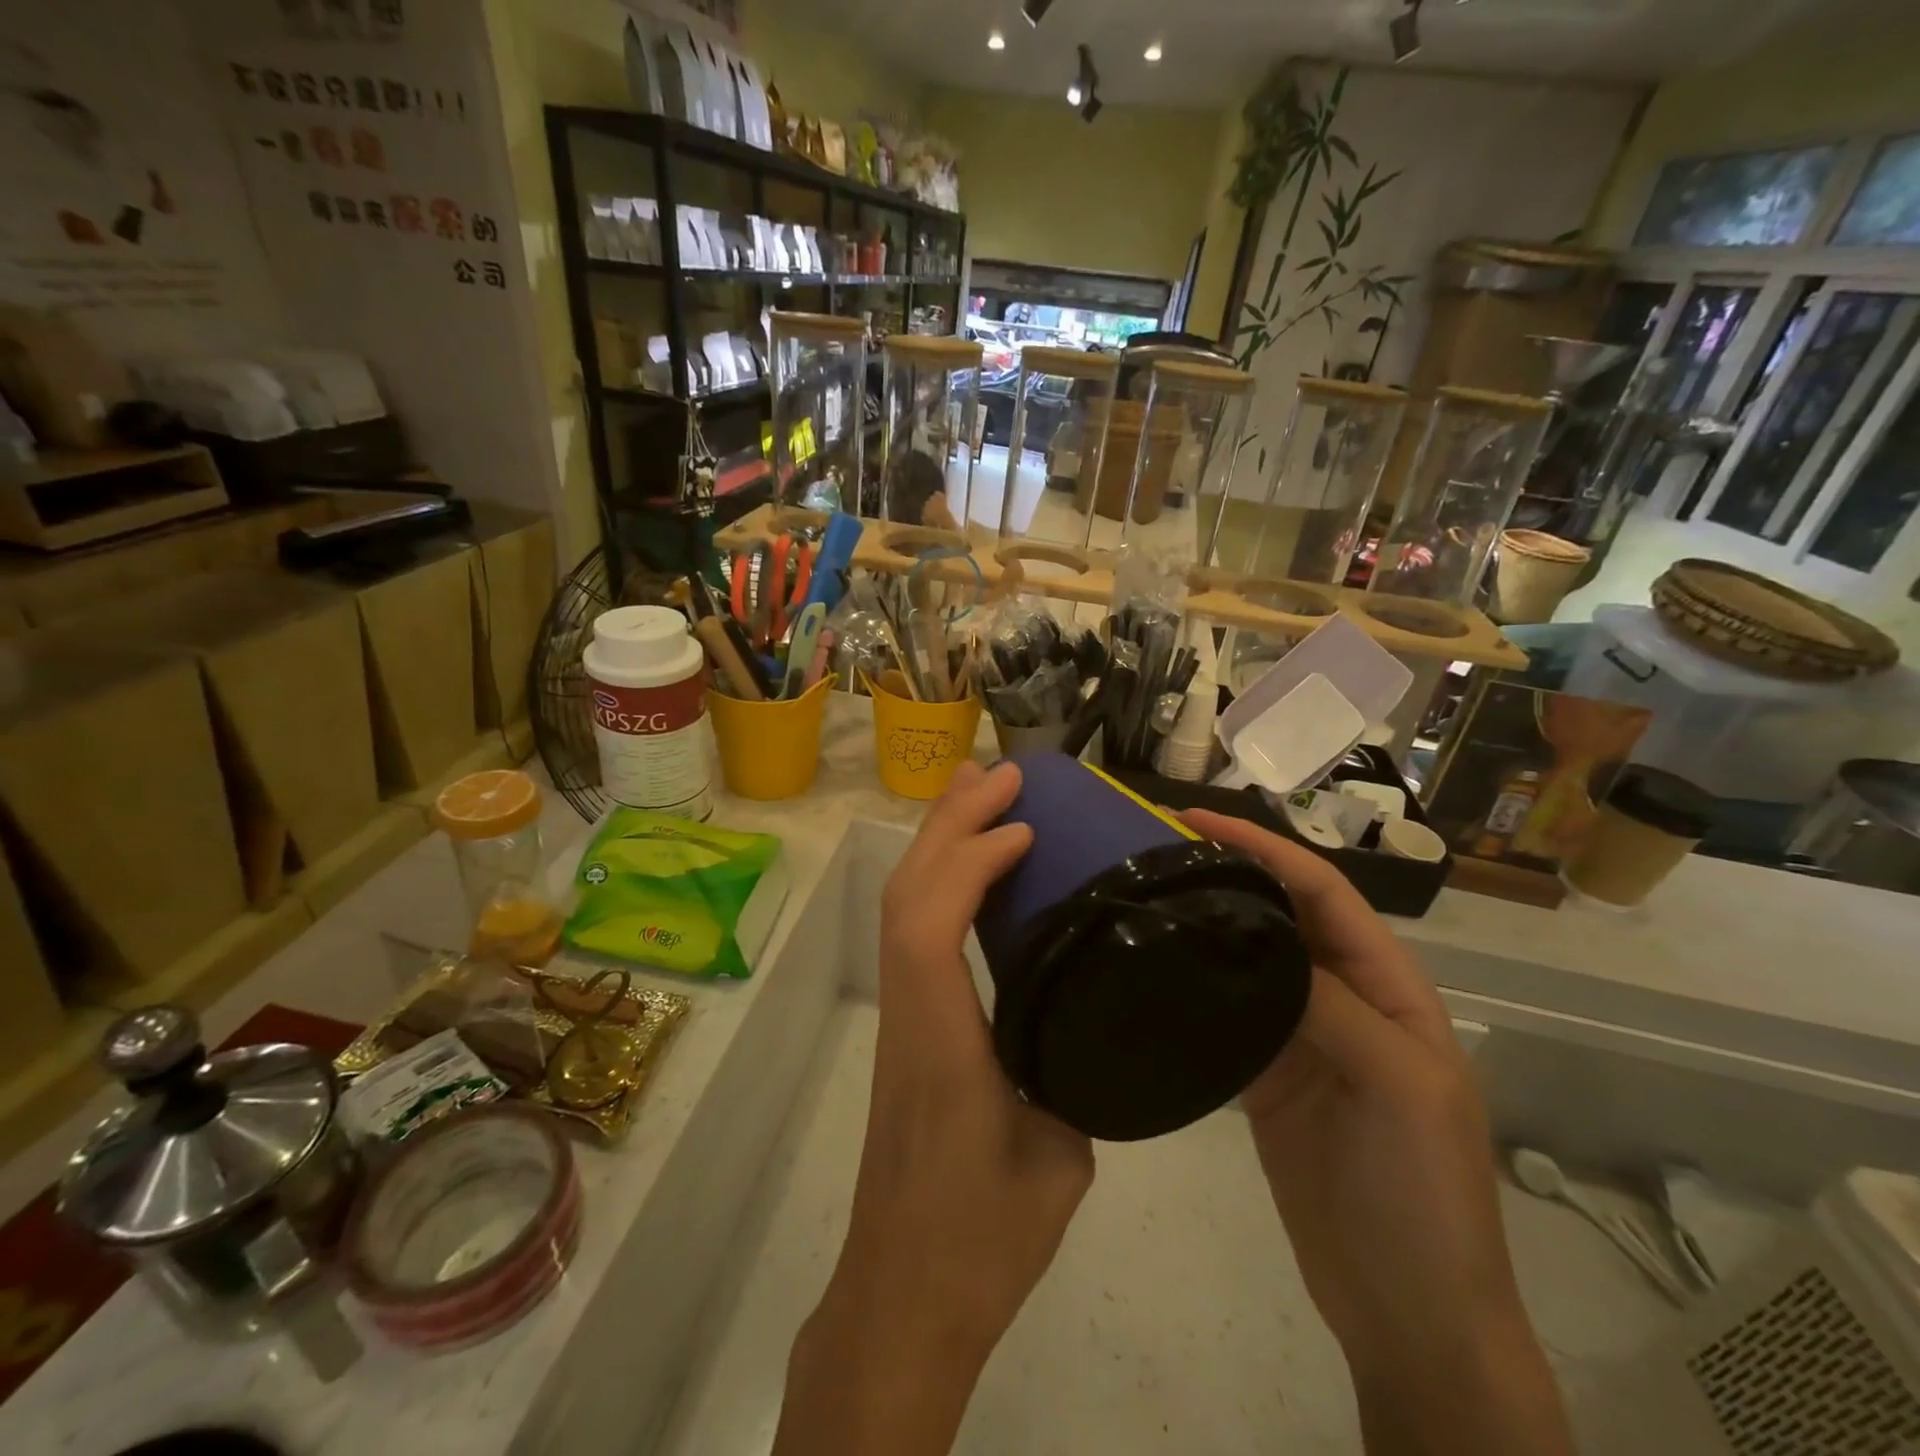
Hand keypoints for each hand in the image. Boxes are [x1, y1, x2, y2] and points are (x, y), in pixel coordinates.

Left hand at [776, 762, 1093, 1455]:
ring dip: (939, 840)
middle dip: (949, 823)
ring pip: (903, 906)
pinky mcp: (908, 1025)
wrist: (904, 1296)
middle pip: (907, 896)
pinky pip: (915, 932)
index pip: (929, 929)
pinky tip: (978, 867)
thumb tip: (1085, 1002)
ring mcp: (902, 1015)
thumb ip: (1068, 1069)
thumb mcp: (1055, 1159)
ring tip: (980, 792)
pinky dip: (943, 880)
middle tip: (1000, 774)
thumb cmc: (981, 1241)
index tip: (1022, 828)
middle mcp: (909, 1013)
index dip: (968, 863)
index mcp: (940, 1044)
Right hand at [1183, 810, 1571, 1454]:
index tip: (1197, 820)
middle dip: (1229, 872)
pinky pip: (1228, 1011)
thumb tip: (1254, 938)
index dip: (1266, 848)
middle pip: (1281, 915)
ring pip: (1250, 958)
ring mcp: (1300, 1037)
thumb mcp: (1398, 1087)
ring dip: (1208, 921)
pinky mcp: (1263, 1074)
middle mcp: (1343, 998)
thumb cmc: (1421, 1191)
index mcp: (1388, 987)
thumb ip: (1332, 1006)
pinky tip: (1153, 966)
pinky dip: (1195, 982)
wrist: (1407, 1309)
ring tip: (1146, 891)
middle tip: (1156, 848)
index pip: (1323, 893)